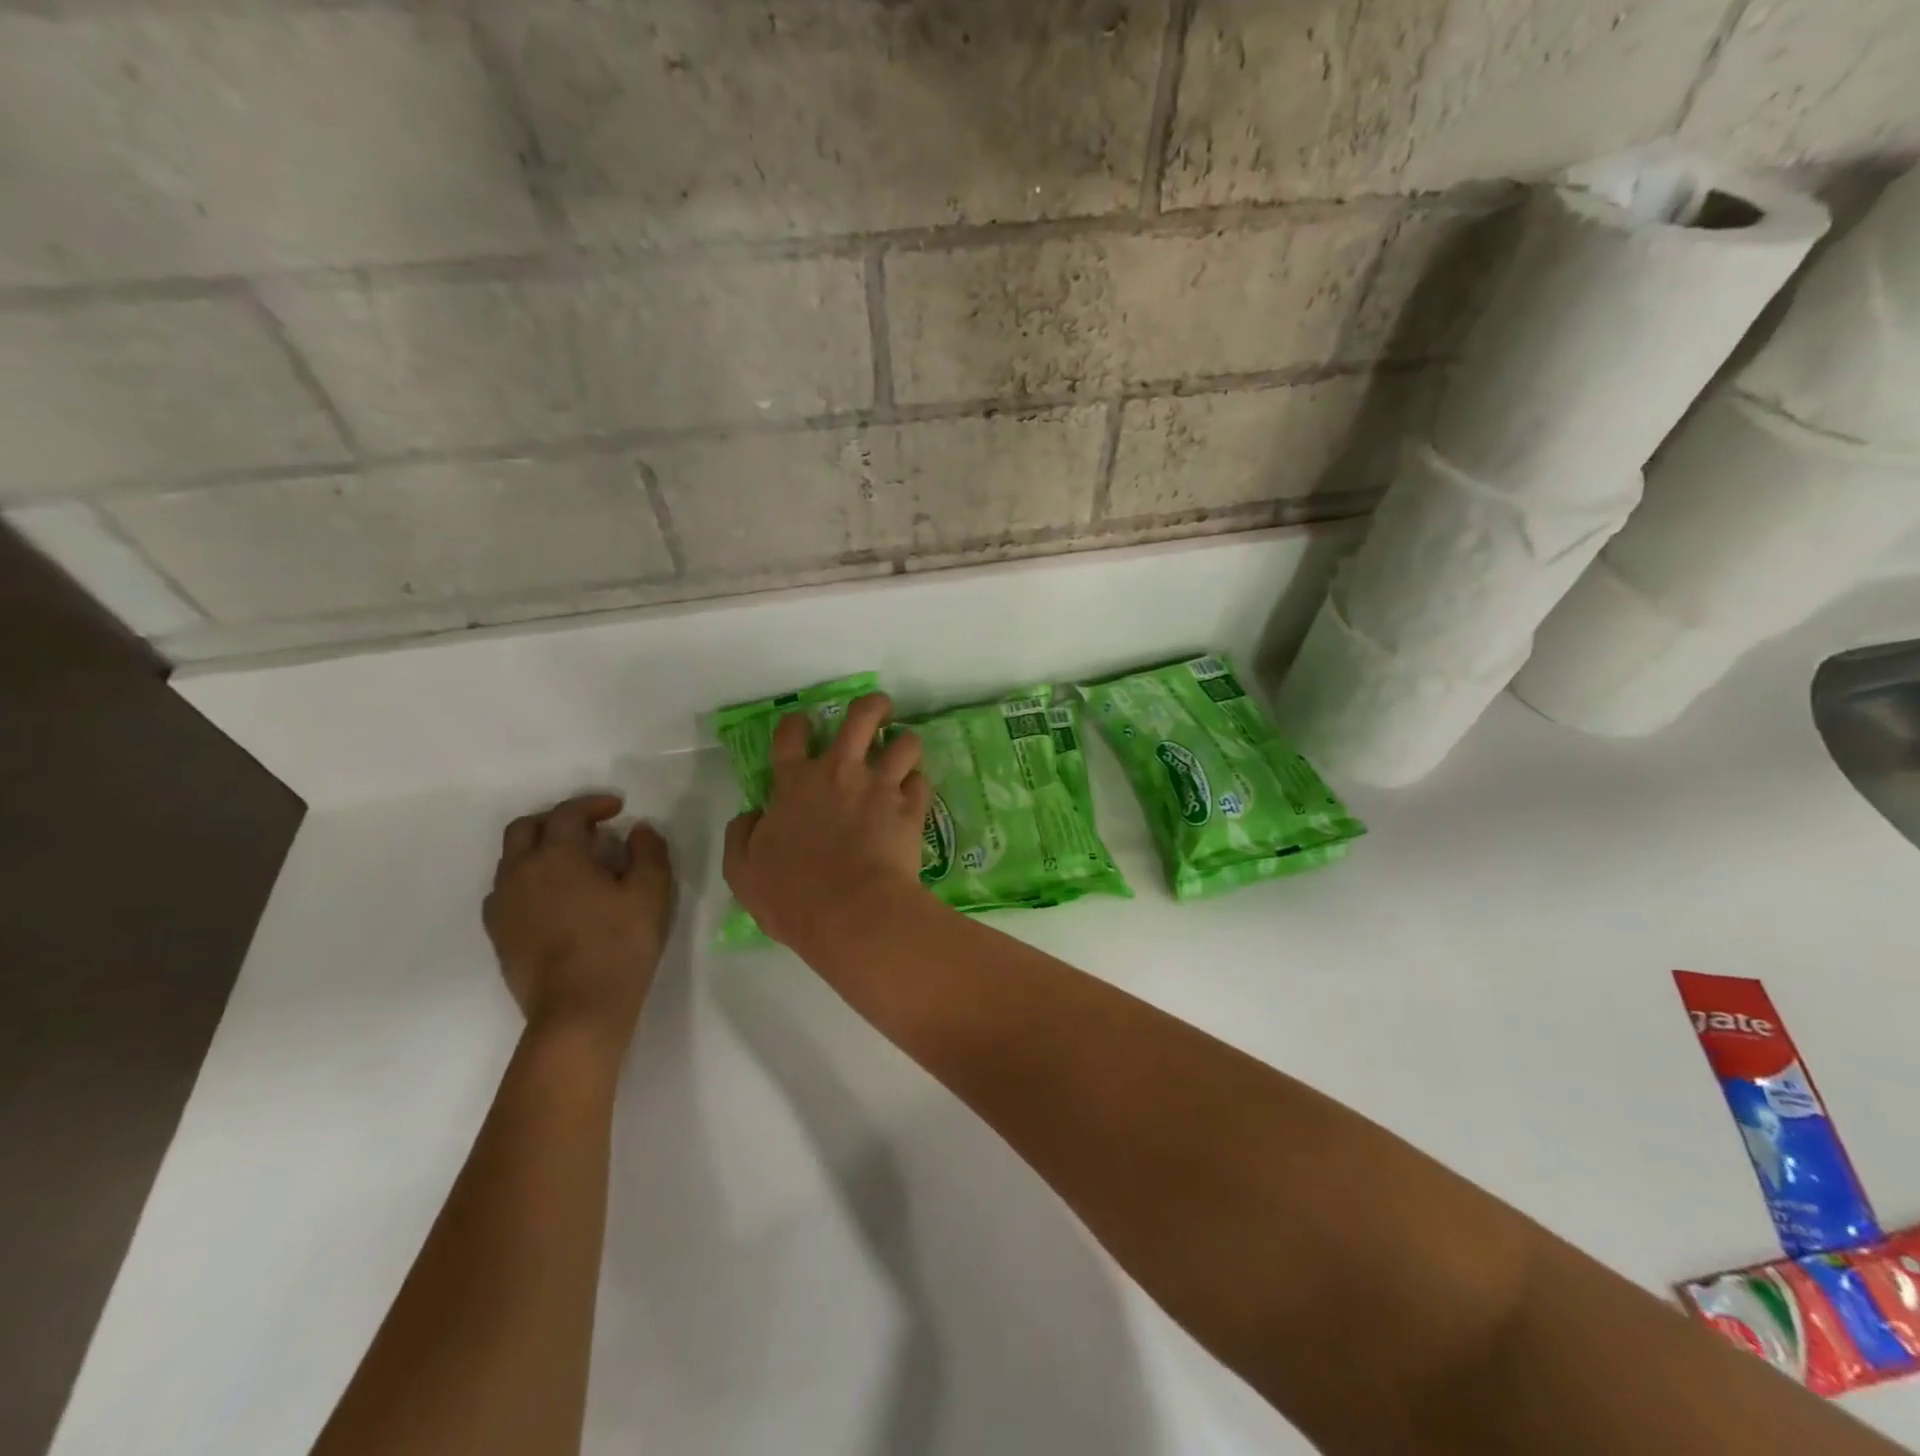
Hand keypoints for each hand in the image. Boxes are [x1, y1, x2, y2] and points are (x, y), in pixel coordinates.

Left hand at [484, 793, 674, 1058]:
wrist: (578, 1009)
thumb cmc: (619, 943)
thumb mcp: (650, 892)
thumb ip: (648, 852)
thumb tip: (639, 830)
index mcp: (557, 855)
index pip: (567, 813)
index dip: (593, 804)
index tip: (618, 808)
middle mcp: (520, 872)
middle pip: (525, 828)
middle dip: (556, 820)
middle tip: (589, 829)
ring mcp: (503, 905)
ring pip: (511, 860)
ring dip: (540, 850)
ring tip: (574, 864)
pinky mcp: (499, 934)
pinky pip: (506, 892)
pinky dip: (528, 881)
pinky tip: (554, 899)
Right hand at [723, 693, 931, 953]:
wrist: (851, 913)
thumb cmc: (792, 895)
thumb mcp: (743, 871)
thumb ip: (742, 836)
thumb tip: (750, 816)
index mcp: (795, 783)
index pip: (791, 734)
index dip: (796, 723)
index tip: (802, 725)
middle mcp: (840, 773)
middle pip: (862, 717)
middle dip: (872, 707)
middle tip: (878, 710)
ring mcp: (880, 787)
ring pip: (904, 743)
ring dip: (905, 743)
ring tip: (904, 751)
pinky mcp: (911, 808)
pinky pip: (921, 783)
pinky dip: (918, 786)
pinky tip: (914, 795)